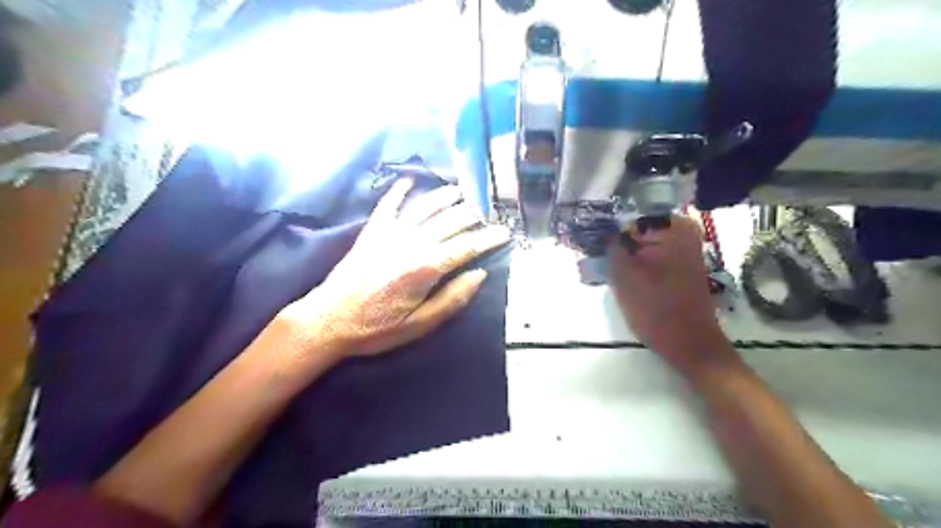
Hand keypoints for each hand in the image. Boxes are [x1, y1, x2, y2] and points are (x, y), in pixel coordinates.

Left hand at [282, 176, 507, 362]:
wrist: (328, 320)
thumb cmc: (376, 328)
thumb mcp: (419, 325)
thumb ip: (452, 299)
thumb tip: (480, 274)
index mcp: (424, 268)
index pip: (466, 247)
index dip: (489, 239)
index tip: (506, 232)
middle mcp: (409, 243)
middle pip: (449, 222)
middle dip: (472, 216)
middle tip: (489, 213)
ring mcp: (389, 233)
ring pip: (424, 207)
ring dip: (444, 197)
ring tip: (461, 191)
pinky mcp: (371, 231)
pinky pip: (388, 204)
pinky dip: (400, 190)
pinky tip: (410, 180)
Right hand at [610, 214, 734, 375]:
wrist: (690, 344)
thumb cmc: (656, 308)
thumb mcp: (624, 275)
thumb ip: (611, 247)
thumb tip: (601, 231)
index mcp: (673, 227)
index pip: (629, 217)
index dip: (609, 231)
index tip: (594, 245)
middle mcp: (683, 232)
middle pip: (638, 230)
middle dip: (618, 244)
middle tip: (601, 261)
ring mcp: (685, 250)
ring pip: (643, 245)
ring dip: (626, 256)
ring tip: (610, 272)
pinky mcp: (681, 267)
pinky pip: (652, 257)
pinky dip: (637, 265)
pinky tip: (626, 280)